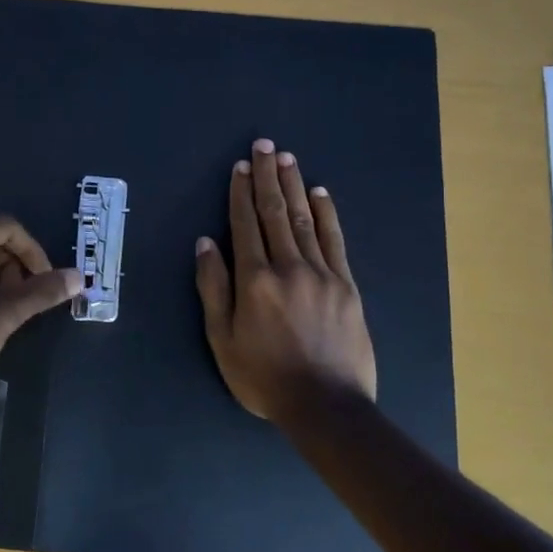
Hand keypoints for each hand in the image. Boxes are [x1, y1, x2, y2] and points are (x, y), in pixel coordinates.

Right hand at [194, 139, 376, 422]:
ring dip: (294, 186)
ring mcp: (322, 274)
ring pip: (305, 220)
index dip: (241, 192)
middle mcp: (288, 267)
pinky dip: (327, 214)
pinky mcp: (347, 285)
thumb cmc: (264, 376)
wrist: (326, 406)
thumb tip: (206, 243)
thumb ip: (213, 288)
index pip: (245, 224)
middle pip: (276, 212)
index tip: (241, 165)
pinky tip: (320, 193)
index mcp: (255, 279)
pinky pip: (335, 241)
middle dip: (268, 176)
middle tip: (266, 145)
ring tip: (288, 158)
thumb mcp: (222, 339)